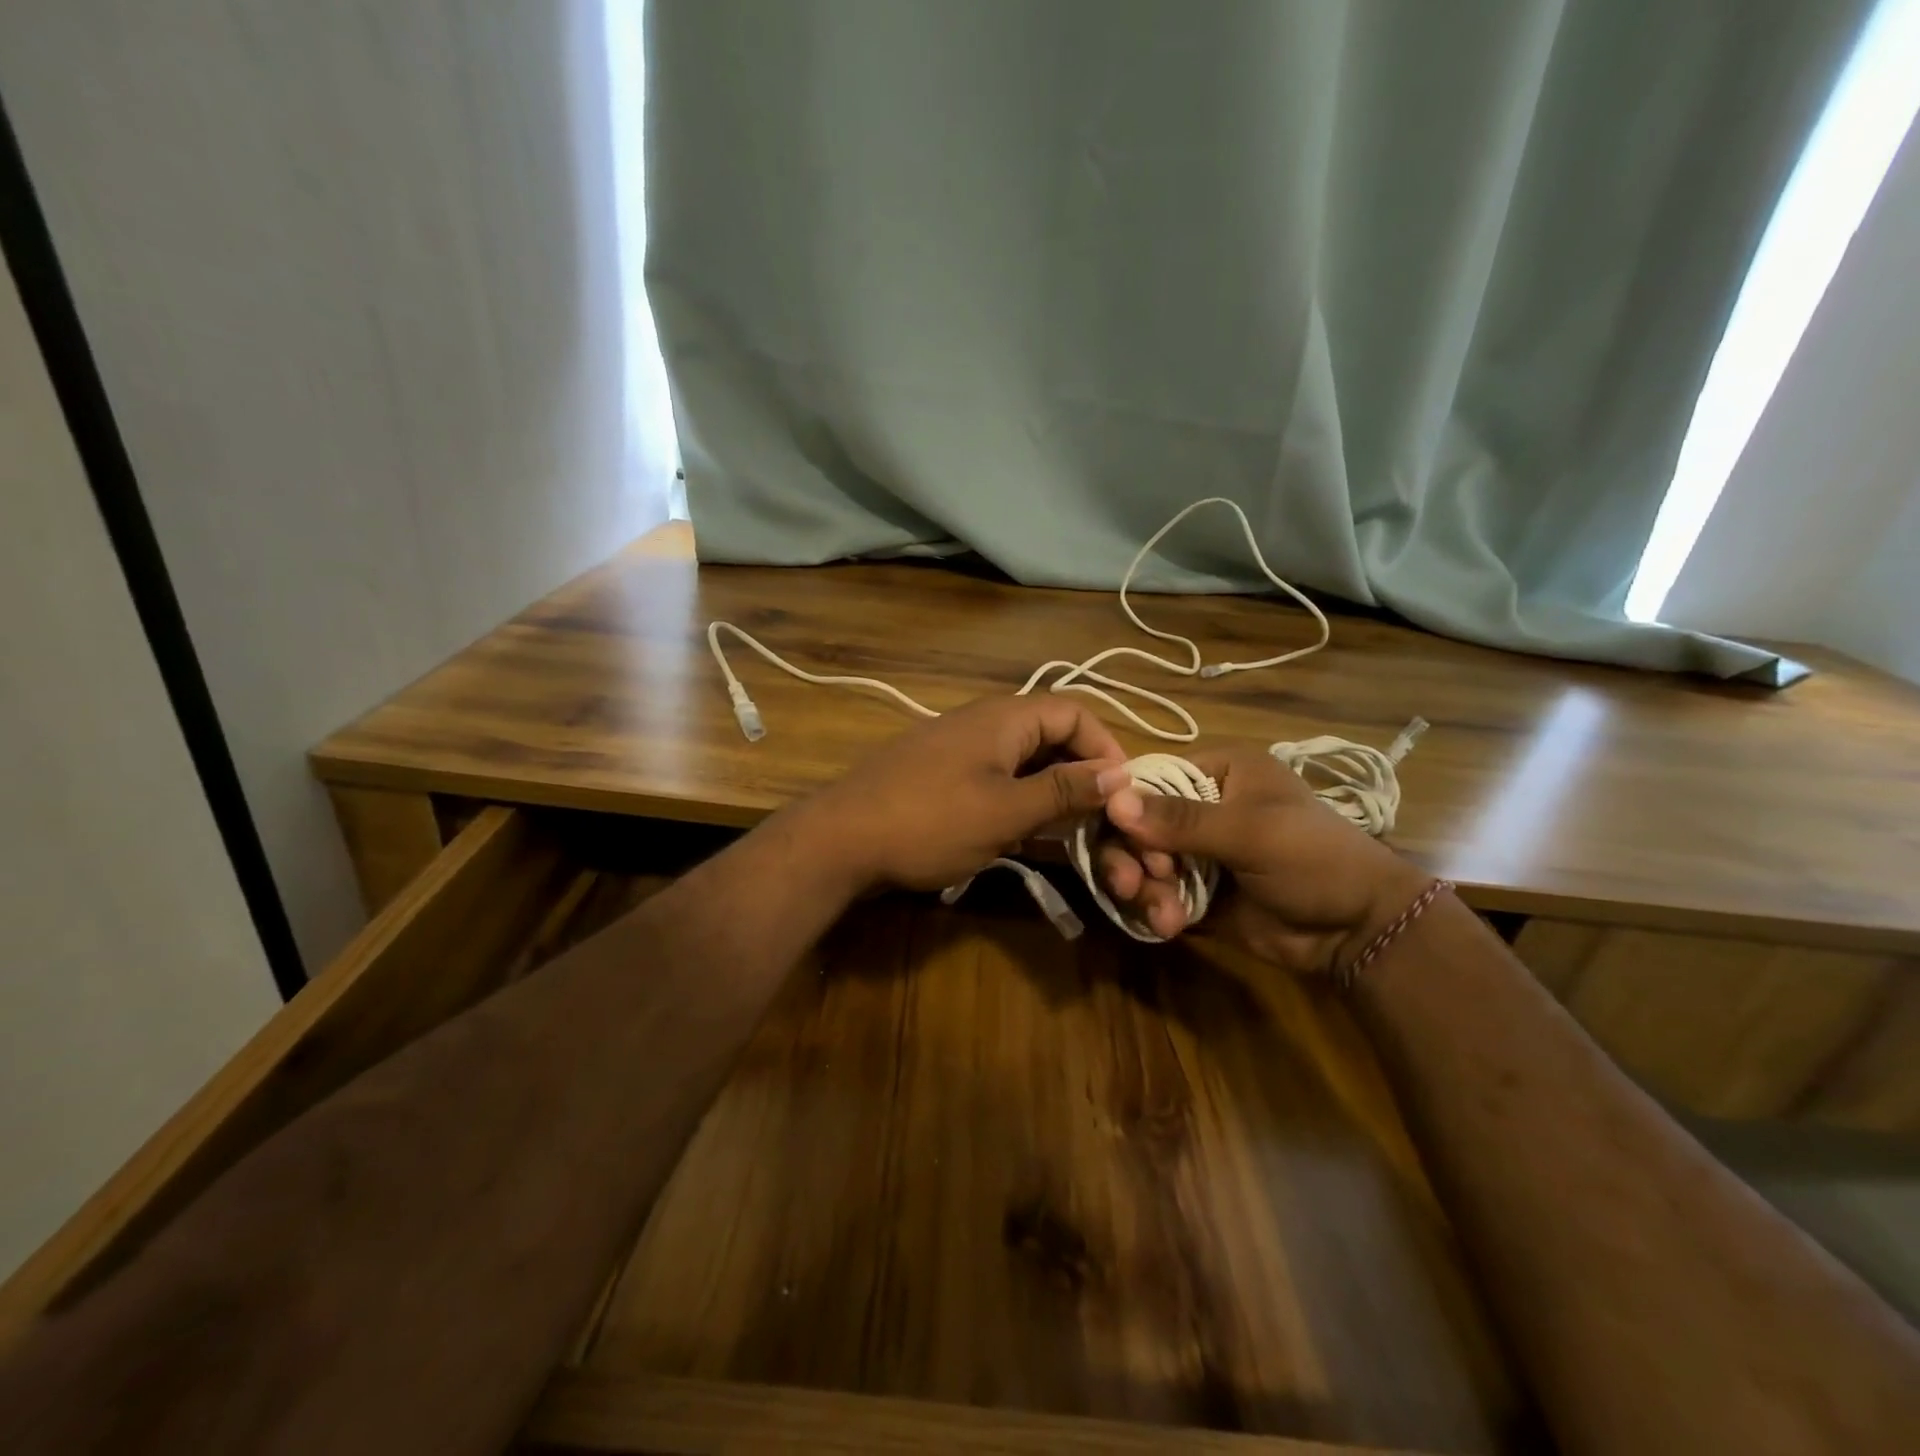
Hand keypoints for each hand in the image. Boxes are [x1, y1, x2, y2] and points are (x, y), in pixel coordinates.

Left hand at [798, 695, 1129, 893]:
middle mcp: (982, 721)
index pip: (1074, 710)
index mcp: (1003, 717)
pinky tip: (1017, 835)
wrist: (839, 840)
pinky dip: (1016, 799)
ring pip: (1022, 759)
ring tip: (1064, 831)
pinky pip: (993, 776)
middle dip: (1079, 772)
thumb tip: (1120, 773)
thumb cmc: (929, 822)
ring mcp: (956, 746)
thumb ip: (1063, 790)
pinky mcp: (938, 773)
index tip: (1123, 791)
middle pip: (1049, 734)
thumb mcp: (1006, 812)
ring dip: (1048, 790)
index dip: (1105, 746)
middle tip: (1098, 817)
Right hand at [1098, 741, 1432, 976]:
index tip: (1128, 838)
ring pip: (1139, 860)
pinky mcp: (1193, 890)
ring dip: (1142, 886)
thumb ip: (1181, 819)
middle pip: (1134, 822)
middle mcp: (1199, 805)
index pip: (1149, 777)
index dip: (1126, 807)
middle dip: (1130, 855)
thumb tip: (1112, 802)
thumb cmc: (1313, 859)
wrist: (1357, 930)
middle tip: (1133, 883)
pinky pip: (1154, 892)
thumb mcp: (1250, 832)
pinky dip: (1155, 907)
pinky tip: (1170, 925)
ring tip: (1162, 913)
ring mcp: (1195, 850)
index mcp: (1218, 772)